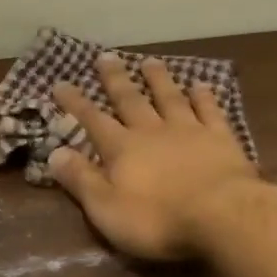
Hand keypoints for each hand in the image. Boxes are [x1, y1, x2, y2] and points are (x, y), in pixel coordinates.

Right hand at [49, 56, 261, 260]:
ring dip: (158, 79)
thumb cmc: (158, 220)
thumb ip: (81, 180)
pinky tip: (201, 84)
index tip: (61, 83)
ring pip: (169, 97)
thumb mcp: (107, 208)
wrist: (221, 215)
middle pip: (131, 100)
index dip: (75, 103)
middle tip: (106, 56)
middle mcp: (153, 131)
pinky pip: (210, 110)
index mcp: (122, 149)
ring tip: (149, 61)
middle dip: (115, 79)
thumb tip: (54, 153)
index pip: (93, 121)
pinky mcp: (221, 138)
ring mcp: (190, 130)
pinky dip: (204, 96)